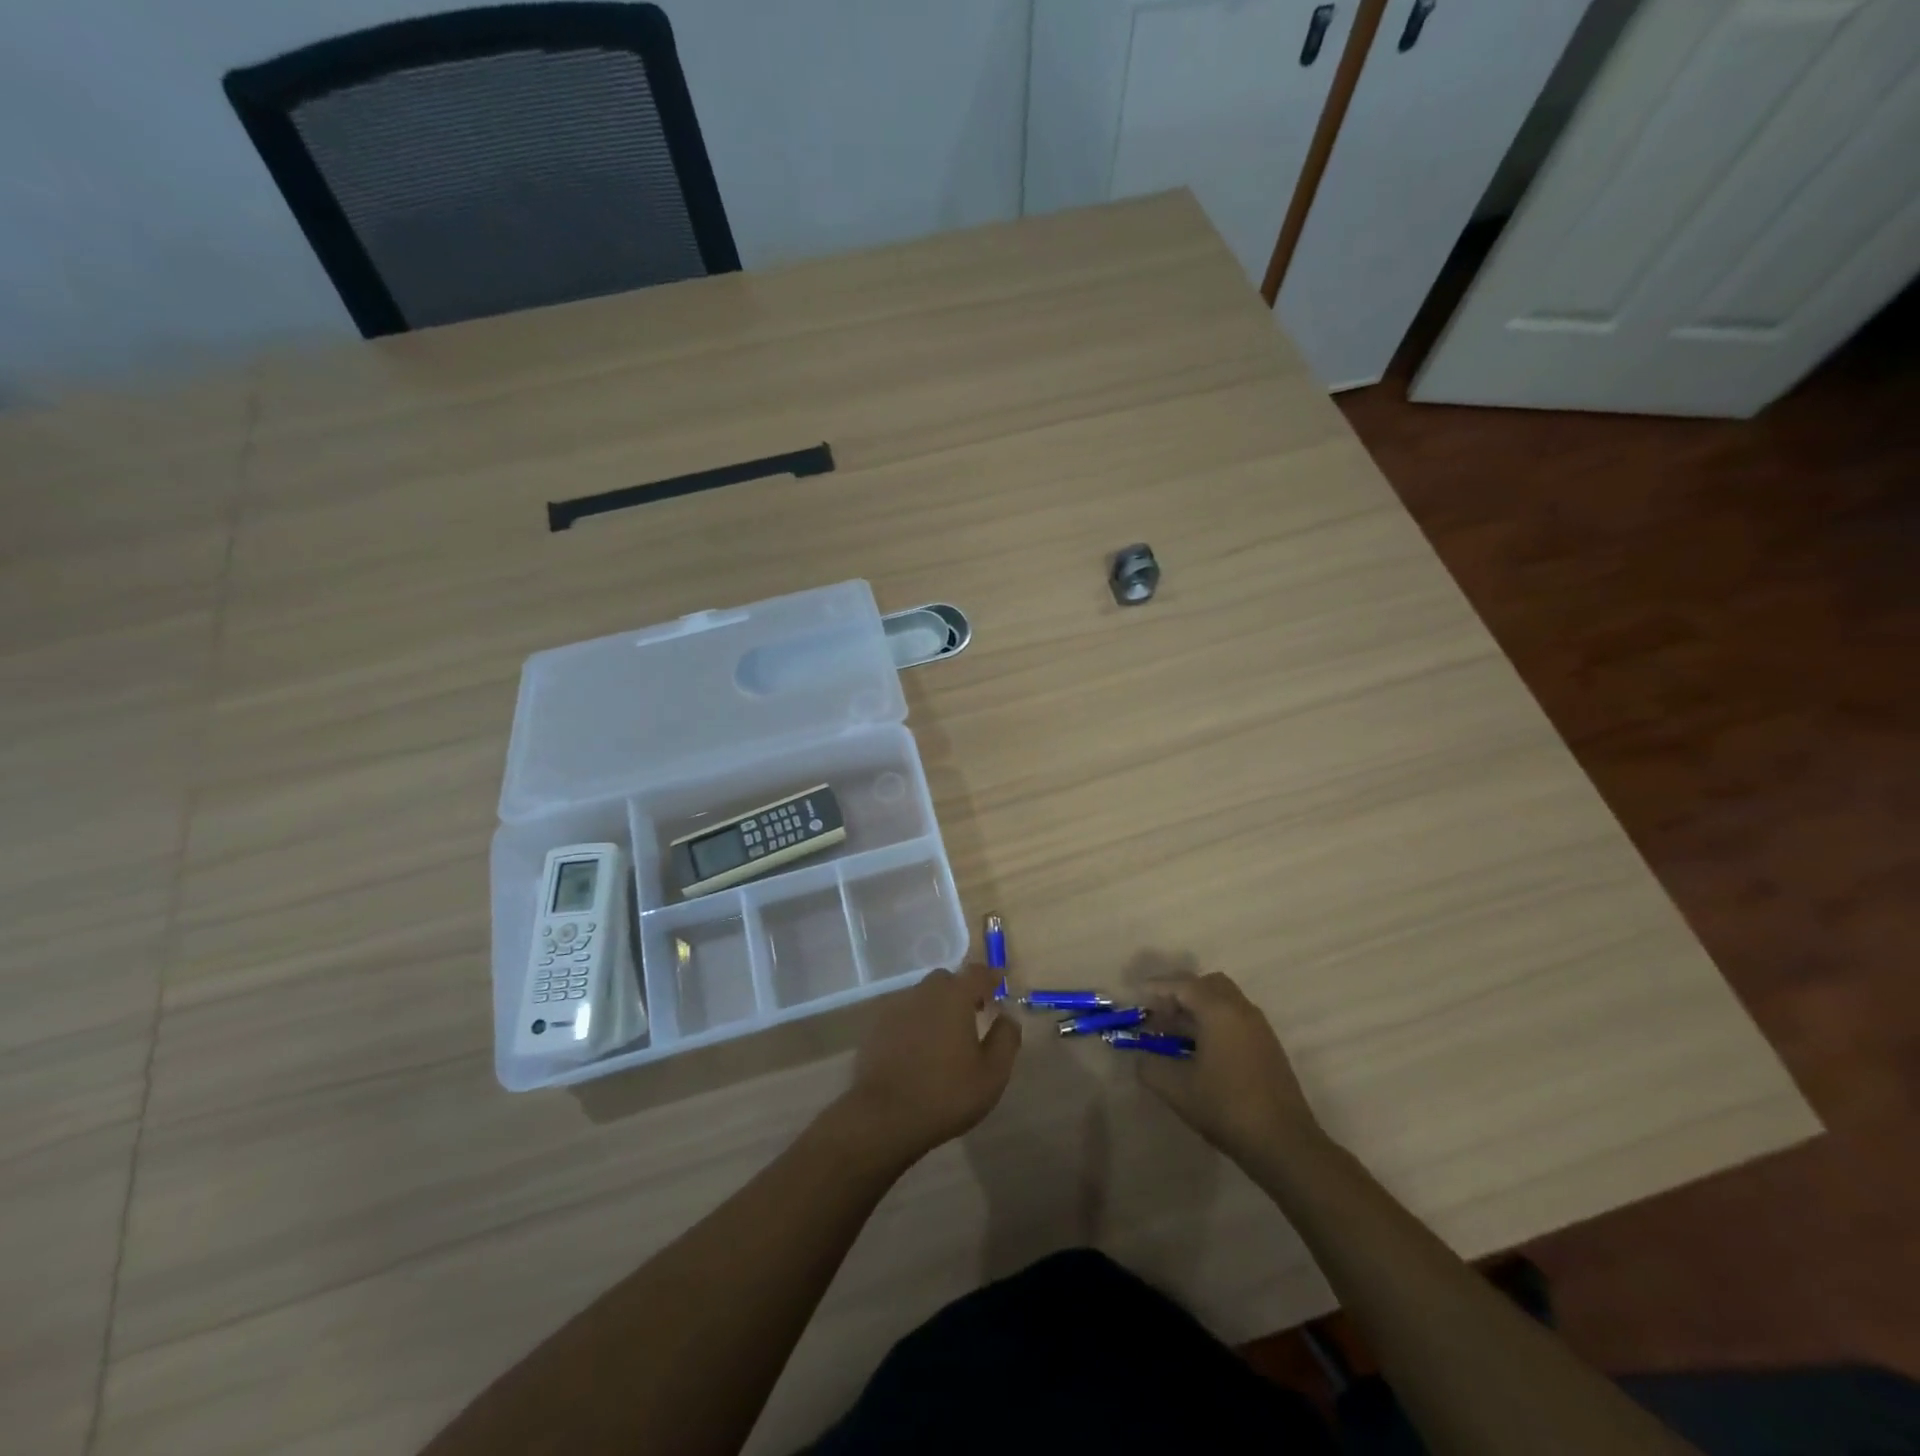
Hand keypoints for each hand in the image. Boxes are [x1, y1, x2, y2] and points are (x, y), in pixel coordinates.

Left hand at [837, 963, 1021, 1167]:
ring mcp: (896, 1008)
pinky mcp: (876, 1027)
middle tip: (974, 1012)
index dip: (991, 976)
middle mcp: (924, 992)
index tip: (1000, 982)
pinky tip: (919, 1049)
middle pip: (947, 980)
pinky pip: (903, 1015)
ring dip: (937, 1007)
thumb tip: (1007, 1016)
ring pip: (923, 997)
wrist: (884, 1116)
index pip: (977, 972)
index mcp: (954, 997)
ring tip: (946, 1035)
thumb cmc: (946, 1094)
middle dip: (962, 991)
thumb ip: (1006, 1038)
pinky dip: (915, 1023)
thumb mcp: (992, 1073)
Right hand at [1135, 971, 1321, 1166]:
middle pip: (1207, 985)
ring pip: (1224, 1002)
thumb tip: (1141, 1057)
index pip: (1183, 985)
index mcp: (1220, 1011)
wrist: (1285, 1145)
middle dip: (1180, 993)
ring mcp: (1259, 1028)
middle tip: (1158, 1014)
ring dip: (1197, 1009)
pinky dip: (1214, 1022)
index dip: (1156, 988)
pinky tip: (1199, 1051)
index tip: (1136, 997)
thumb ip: (1151, 1066)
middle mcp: (1242, 1010)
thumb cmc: (1227, 1108)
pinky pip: (1235, 1019)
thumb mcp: (1177, 1089)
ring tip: (1173, 1034)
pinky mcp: (1268, 1047)